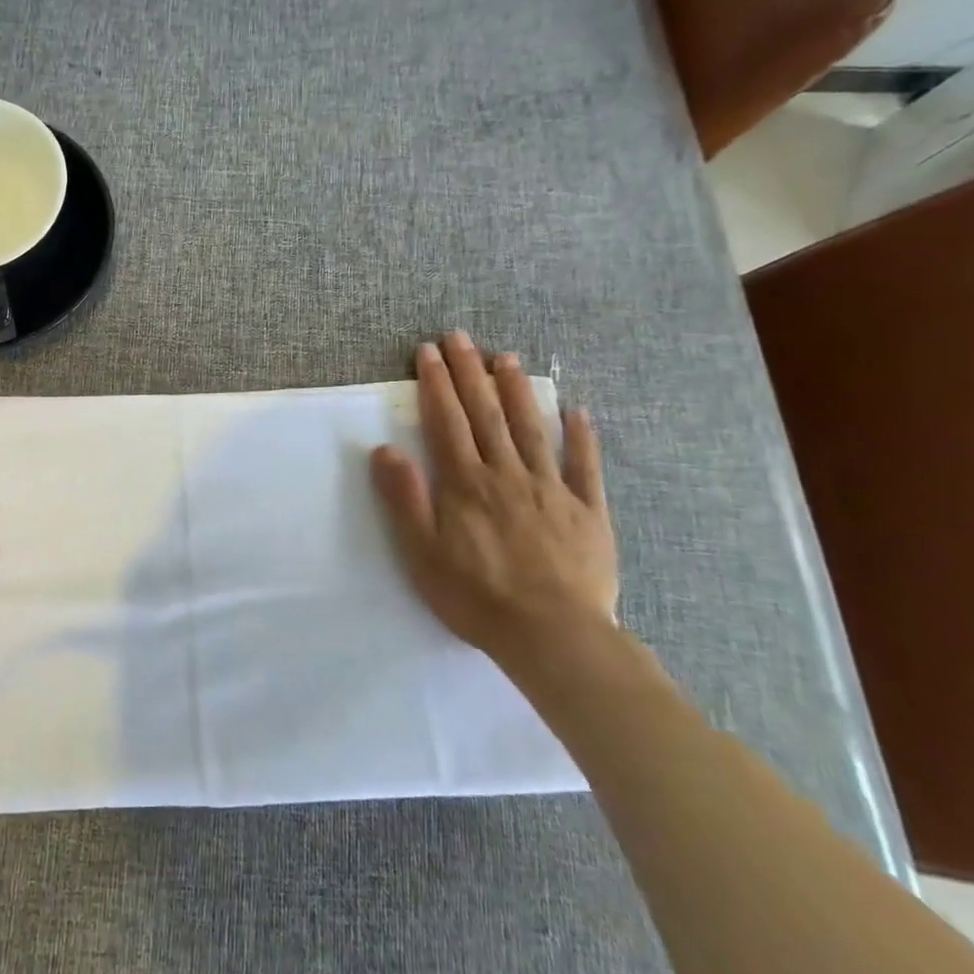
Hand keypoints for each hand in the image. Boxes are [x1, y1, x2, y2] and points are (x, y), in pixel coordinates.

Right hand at [370, 331, 617, 670]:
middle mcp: (507, 474)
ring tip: (506, 358)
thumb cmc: (476, 596)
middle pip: (486, 414)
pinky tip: (577, 411)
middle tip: (460, 337)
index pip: (447, 422)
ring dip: (517, 391)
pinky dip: (582, 437)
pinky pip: (585, 467)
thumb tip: (384, 449)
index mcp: (466, 483)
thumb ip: (404, 498)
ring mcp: (552, 489)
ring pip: (531, 429)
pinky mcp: (588, 512)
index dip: (436, 384)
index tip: (428, 352)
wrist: (552, 636)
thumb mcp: (422, 552)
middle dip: (469, 373)